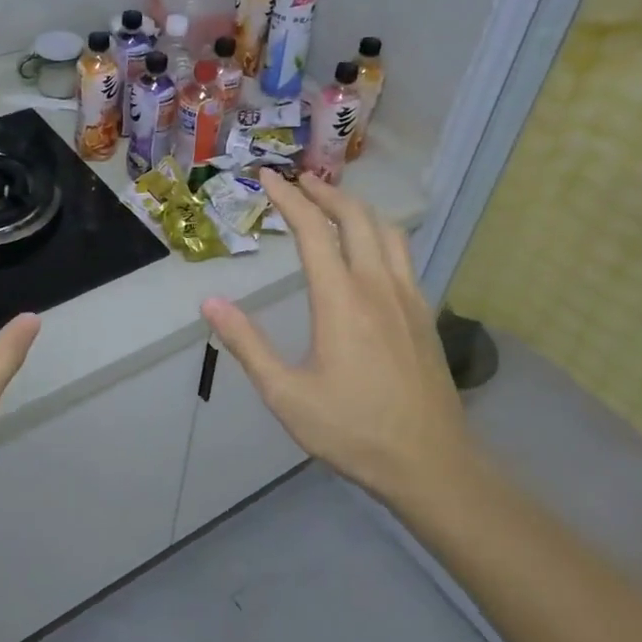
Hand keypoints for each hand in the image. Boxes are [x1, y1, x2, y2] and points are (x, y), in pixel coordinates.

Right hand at [201, 170, 470, 503]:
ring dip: (357, 208)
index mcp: (341, 299)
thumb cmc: (353, 430)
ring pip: (386, 231)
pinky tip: (369, 251)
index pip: (313, 230)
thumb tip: (210, 303)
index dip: (288, 198)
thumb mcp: (286, 394)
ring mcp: (408, 298)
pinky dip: (380, 234)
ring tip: (333, 204)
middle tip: (298, 181)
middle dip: (325, 192)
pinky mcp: (424, 314)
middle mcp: (378, 285)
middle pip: (355, 217)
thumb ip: (247, 345)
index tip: (268, 177)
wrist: (431, 463)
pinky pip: (402, 255)